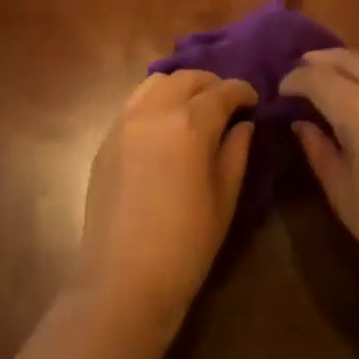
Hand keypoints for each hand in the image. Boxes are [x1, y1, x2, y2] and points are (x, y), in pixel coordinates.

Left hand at [72, 72, 256, 324]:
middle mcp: (154, 113)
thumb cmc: (186, 244)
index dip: (241, 91)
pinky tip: (165, 126)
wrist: (124, 280)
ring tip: (193, 107)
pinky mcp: (105, 141)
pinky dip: (155, 102)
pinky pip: (133, 105)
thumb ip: (235, 153)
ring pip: (154, 83)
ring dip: (179, 87)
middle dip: (211, 84)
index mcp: (190, 125)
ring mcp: (124, 124)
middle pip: (186, 79)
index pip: (221, 92)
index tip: (253, 99)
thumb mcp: (224, 199)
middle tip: (226, 102)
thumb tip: (242, 125)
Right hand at [281, 49, 358, 292]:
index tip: (283, 89)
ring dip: (358, 58)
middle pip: (352, 59)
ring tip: (342, 70)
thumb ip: (319, 149)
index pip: (320, 79)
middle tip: (304, 70)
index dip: (296, 79)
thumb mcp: (341, 191)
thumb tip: (303, 123)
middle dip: (322, 61)